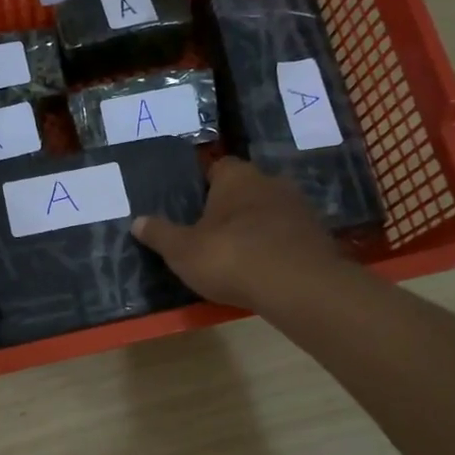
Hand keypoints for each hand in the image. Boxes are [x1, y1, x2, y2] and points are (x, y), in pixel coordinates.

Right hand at [131, 157, 342, 310]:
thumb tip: (137, 221)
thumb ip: (160, 234)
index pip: (217, 167)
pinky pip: (288, 236)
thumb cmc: (231, 257)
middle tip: (211, 234)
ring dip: (256, 228)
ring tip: (238, 255)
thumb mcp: (183, 250)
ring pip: (269, 212)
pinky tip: (265, 270)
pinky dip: (277, 248)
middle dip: (231, 208)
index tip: (192, 207)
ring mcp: (299, 208)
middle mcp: (271, 181)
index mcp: (237, 176)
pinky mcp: (317, 235)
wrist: (298, 287)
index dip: (203, 186)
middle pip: (245, 189)